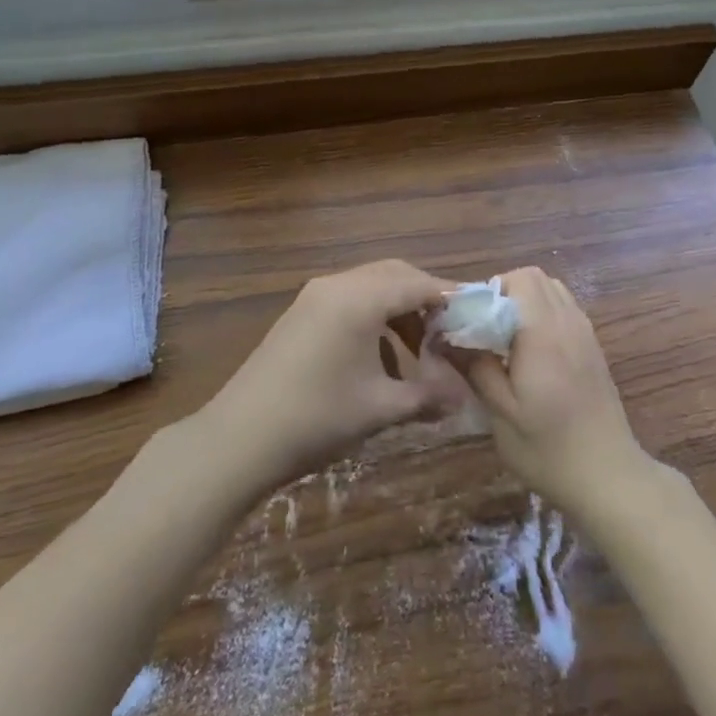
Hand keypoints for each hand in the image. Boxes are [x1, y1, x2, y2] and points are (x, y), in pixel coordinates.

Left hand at [196, 260, 468, 491]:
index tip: (477, 317)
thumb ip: (428, 396)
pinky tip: (380, 361)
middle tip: (452, 332)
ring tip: (420, 352)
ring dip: (400, 311)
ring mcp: (315, 297)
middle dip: (427, 300)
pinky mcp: (301, 314)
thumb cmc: (317, 417)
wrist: (238, 439)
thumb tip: (464, 396)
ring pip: (372, 288)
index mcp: (360, 298)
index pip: (420, 283)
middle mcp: (338, 284)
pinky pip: (350, 301)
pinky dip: (374, 320)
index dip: (452, 298)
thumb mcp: (381, 408)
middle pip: (395, 276)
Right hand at [458, 267, 654, 519]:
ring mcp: (585, 333)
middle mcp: (567, 322)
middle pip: (534, 277)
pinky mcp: (593, 347)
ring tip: (505, 338)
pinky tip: (531, 352)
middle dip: (504, 292)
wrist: (608, 477)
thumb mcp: (501, 413)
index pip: (518, 279)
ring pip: (552, 290)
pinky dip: (543, 314)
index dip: (488, 291)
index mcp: (543, 332)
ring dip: (525, 301)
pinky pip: (564, 309)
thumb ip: (476, 367)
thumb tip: (447, 337)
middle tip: (484, 328)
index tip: (468, 321)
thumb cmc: (548, 448)